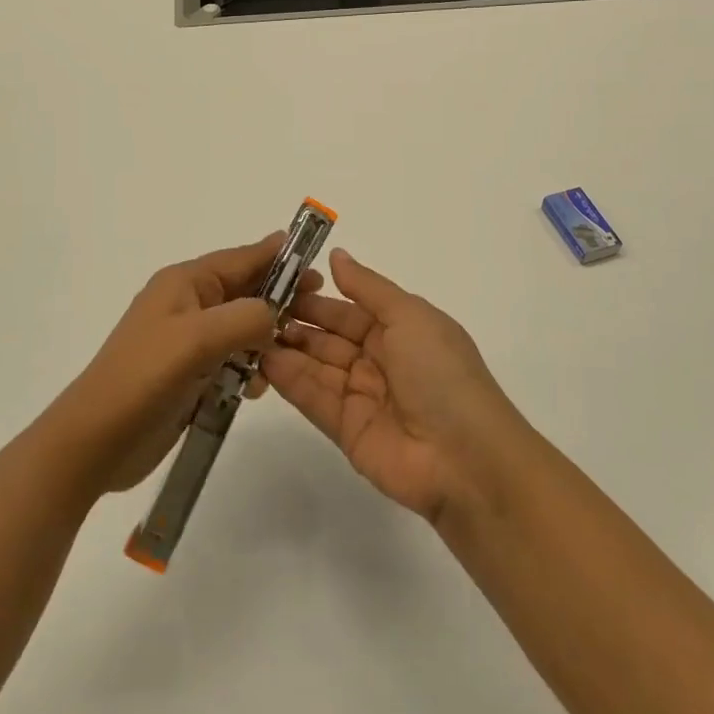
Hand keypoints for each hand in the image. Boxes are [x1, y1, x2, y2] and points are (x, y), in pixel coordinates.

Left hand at [41, 235, 318, 499]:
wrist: (94, 442)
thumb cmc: (144, 379)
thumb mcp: (197, 339)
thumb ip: (245, 318)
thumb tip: (274, 313)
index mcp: (184, 283)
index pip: (240, 258)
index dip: (278, 258)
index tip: (315, 263)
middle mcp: (187, 305)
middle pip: (244, 292)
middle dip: (278, 300)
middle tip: (316, 311)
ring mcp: (187, 342)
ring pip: (241, 328)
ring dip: (265, 339)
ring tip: (288, 355)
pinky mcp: (189, 375)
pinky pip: (231, 360)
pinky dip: (248, 369)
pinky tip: (257, 388)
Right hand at [260, 249, 528, 523]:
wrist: (463, 457)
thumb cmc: (440, 372)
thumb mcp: (410, 316)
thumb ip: (368, 287)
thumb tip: (336, 255)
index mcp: (399, 330)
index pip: (348, 309)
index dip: (316, 297)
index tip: (278, 283)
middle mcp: (378, 360)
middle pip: (329, 336)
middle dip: (296, 321)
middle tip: (254, 307)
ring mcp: (361, 396)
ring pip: (316, 366)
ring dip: (286, 348)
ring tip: (250, 330)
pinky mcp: (345, 430)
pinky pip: (313, 398)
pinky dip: (289, 379)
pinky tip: (261, 359)